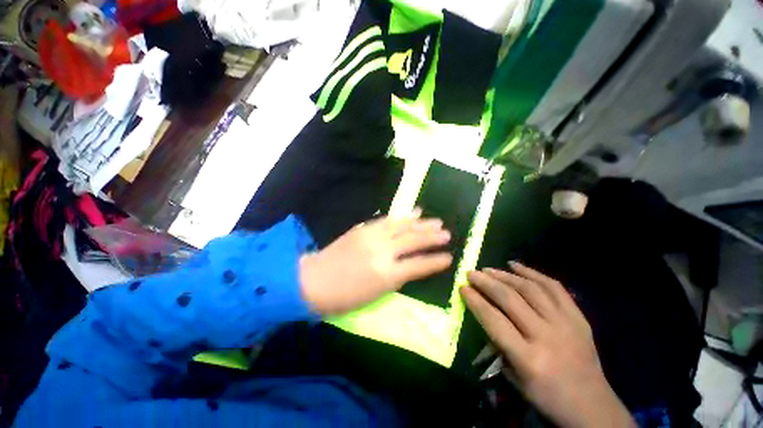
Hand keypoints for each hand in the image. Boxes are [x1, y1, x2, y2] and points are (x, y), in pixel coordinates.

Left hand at [299, 211, 452, 313]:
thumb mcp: (375, 295)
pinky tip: (413, 212)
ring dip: (422, 223)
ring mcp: (373, 236)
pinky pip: (388, 219)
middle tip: (447, 233)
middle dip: (433, 237)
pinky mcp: (364, 228)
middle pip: (413, 241)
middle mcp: (383, 251)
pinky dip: (403, 216)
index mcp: (387, 274)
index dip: (436, 261)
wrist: (314, 280)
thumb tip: (412, 265)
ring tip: (436, 220)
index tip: (449, 257)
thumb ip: (397, 278)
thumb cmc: (344, 297)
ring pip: (403, 226)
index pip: (419, 265)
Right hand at [461, 263, 635, 427]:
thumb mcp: (515, 379)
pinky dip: (533, 273)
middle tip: (471, 273)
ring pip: (530, 289)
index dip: (475, 301)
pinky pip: (554, 287)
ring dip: (505, 275)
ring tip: (489, 269)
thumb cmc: (547, 396)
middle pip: (510, 299)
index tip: (463, 287)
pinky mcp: (578, 317)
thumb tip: (484, 315)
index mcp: (528, 358)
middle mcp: (547, 336)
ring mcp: (566, 324)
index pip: (494, 320)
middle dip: (486, 283)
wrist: (592, 405)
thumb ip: (498, 345)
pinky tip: (516, 265)